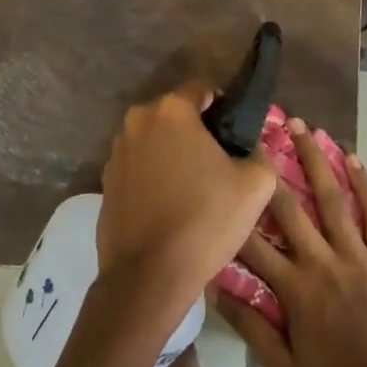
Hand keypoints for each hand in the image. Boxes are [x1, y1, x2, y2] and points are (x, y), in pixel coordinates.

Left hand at [97, 85, 276, 329]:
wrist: (148, 277)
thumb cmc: (205, 221)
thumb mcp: (255, 186)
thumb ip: (260, 154)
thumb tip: (251, 148)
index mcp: (172, 110)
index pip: (203, 89)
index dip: (224, 107)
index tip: (236, 135)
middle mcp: (138, 120)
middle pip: (176, 114)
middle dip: (197, 131)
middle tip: (219, 163)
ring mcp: (117, 150)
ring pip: (155, 139)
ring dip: (173, 152)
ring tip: (194, 187)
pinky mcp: (106, 179)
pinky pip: (138, 165)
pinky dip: (154, 174)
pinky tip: (169, 204)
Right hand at [215, 119, 366, 366]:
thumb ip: (252, 327)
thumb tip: (216, 288)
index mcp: (296, 290)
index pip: (253, 244)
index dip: (232, 214)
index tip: (219, 181)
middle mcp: (323, 263)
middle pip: (290, 208)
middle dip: (270, 169)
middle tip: (256, 134)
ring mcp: (358, 258)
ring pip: (332, 199)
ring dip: (316, 160)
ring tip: (304, 126)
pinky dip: (364, 185)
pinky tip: (353, 159)